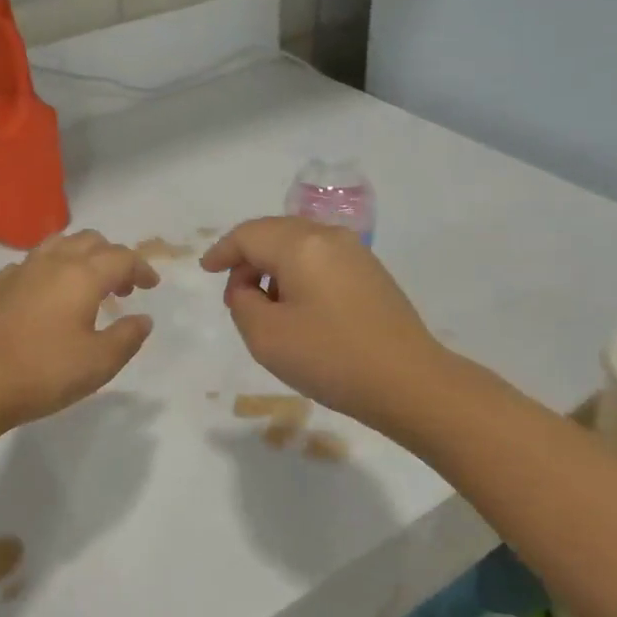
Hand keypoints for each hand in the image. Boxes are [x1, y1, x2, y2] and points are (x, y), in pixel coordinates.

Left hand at [0, 230, 158, 433]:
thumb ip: (127, 337)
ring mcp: (22, 269)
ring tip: (89, 284)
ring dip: (83, 256)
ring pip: (60, 244)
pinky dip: (53, 267)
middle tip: (123, 287)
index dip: (142, 268)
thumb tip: (143, 319)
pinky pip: (35, 261)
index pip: (122, 257)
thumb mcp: (98, 363)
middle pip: (91, 241)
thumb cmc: (44, 372)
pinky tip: (50, 294)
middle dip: (113, 257)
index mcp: (82, 275)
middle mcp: (53, 262)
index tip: (152, 286)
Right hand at [201, 217, 450, 425]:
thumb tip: (249, 286)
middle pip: (274, 233)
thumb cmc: (331, 358)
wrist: (410, 383)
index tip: (206, 270)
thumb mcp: (266, 336)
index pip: (248, 235)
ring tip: (265, 306)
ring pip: (299, 246)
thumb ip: (242, 301)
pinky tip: (299, 308)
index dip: (222, 251)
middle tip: (234, 294)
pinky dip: (299, 274)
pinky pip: (321, 259)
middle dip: (247, 258)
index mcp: (300, 244)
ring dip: (274, 267)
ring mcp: (355, 253)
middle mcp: (328, 236)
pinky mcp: (372, 273)